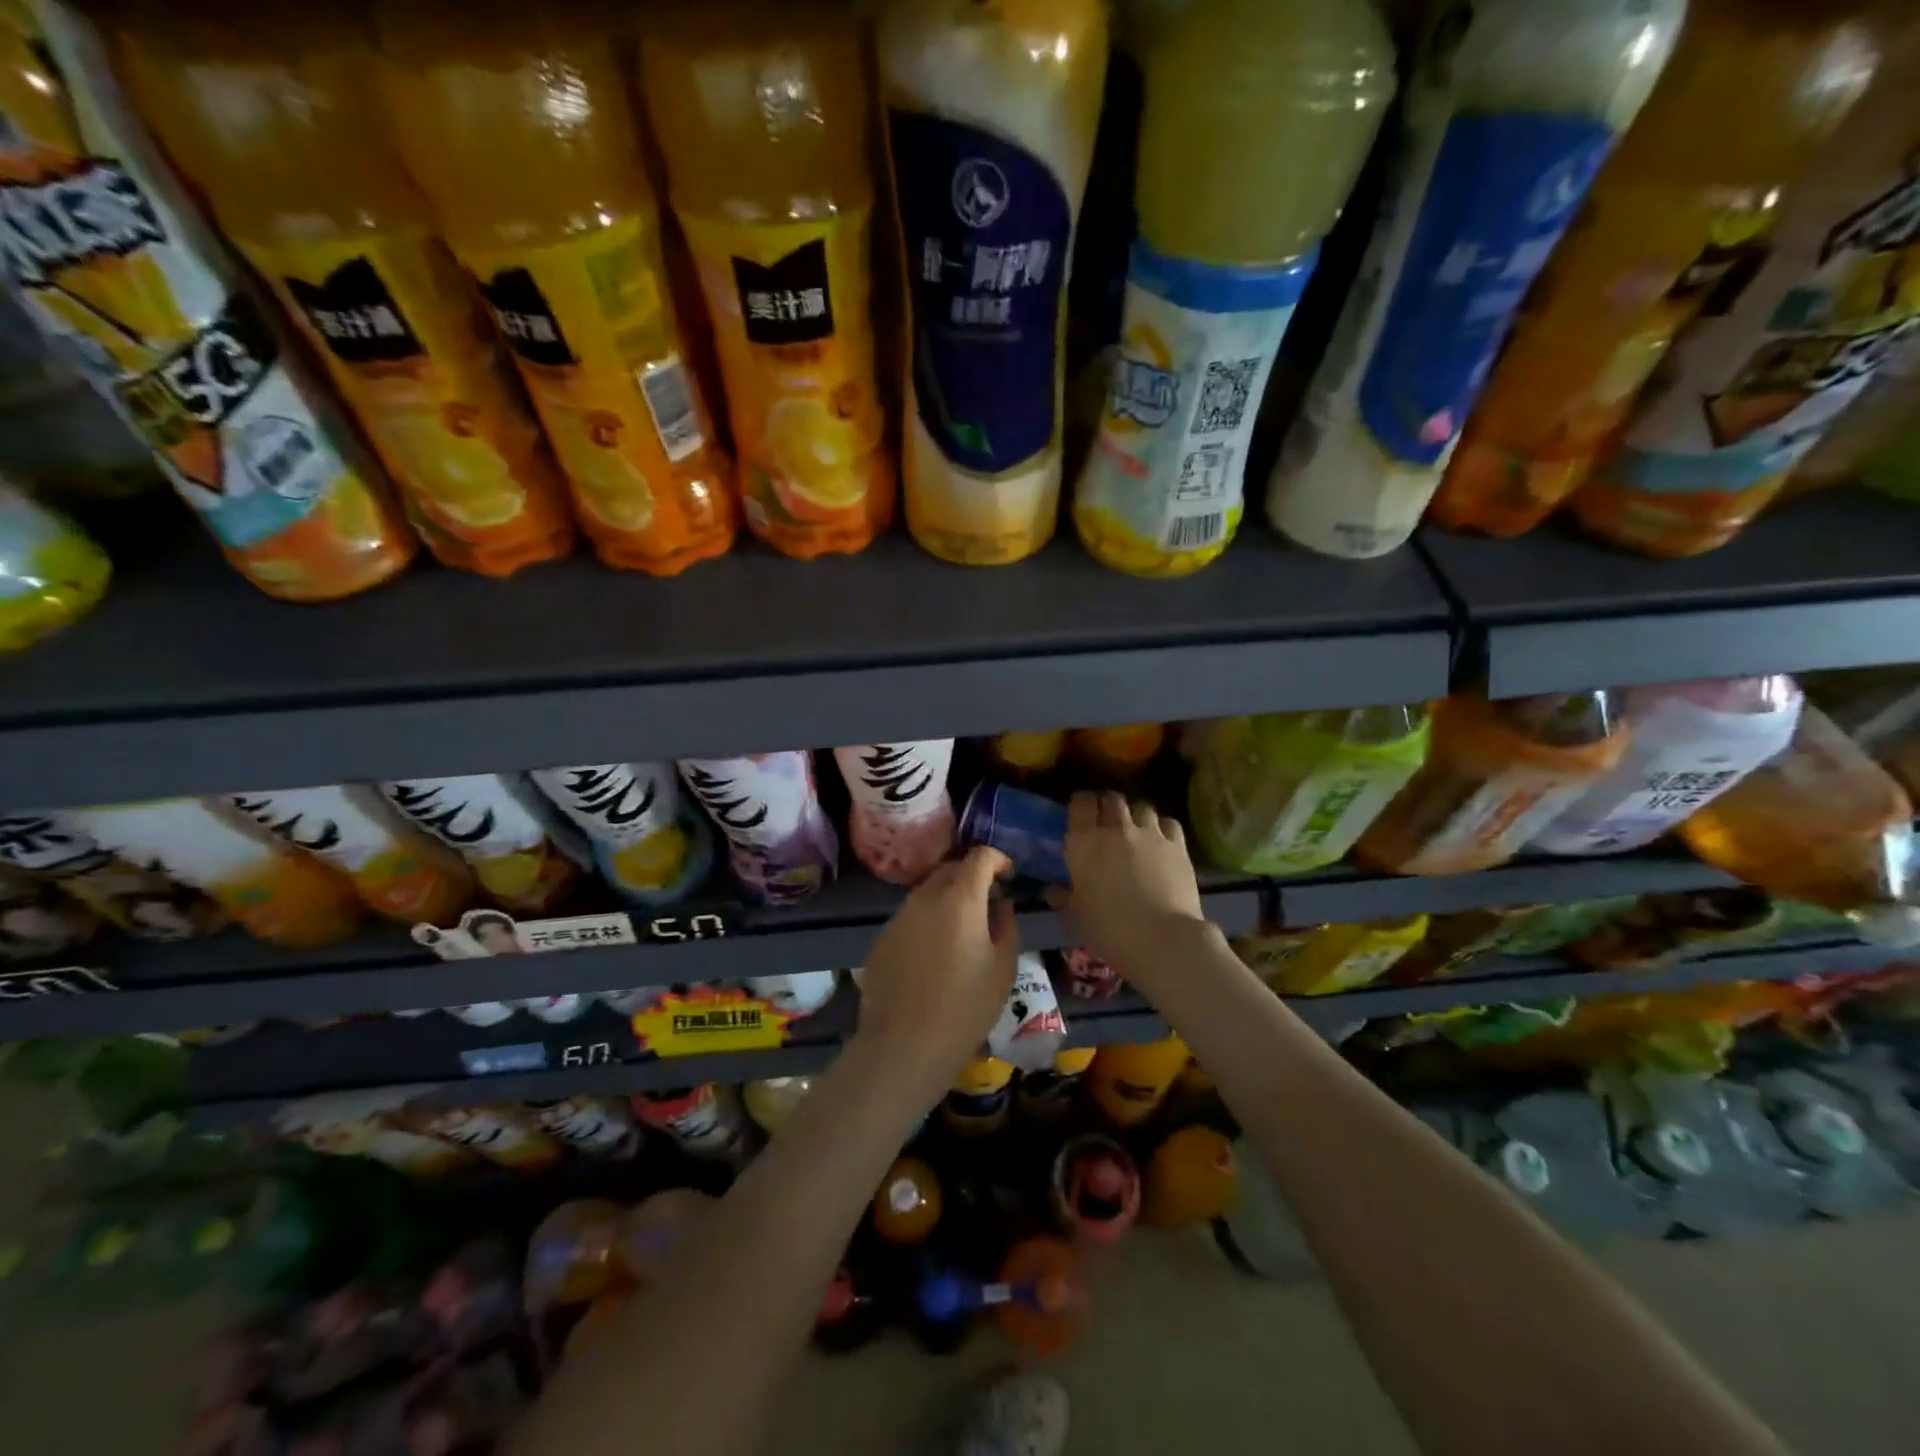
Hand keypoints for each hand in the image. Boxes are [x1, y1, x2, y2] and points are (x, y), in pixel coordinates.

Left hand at [854, 846, 1019, 1100]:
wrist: (904, 1045)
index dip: (998, 860)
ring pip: (928, 892)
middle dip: (972, 876)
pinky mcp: (882, 937)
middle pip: (951, 869)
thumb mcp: (1003, 968)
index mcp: (960, 898)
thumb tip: (1000, 904)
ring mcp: (899, 916)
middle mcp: (925, 897)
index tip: (1009, 876)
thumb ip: (1006, 925)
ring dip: (948, 898)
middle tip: (989, 901)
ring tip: (962, 930)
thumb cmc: (965, 1007)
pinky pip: (911, 916)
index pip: (980, 856)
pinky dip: (927, 921)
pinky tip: (934, 954)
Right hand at [1051, 792, 1208, 988]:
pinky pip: (1168, 823)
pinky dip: (1162, 827)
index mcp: (1084, 842)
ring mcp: (1149, 833)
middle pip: (1112, 799)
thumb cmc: (1108, 929)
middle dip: (1109, 807)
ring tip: (1136, 831)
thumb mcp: (1076, 916)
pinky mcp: (1177, 844)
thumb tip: (1052, 891)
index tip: (1081, 814)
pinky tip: (1161, 841)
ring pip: (1142, 807)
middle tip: (1108, 823)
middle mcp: (1115, 828)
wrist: (1161, 938)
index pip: (1081, 802)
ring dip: (1136, 816)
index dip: (1082, 804)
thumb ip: (1064, 897)